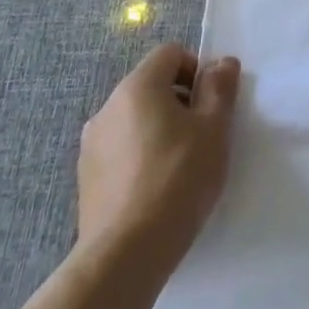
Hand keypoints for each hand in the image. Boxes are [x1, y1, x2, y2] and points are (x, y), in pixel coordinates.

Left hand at [77, 43, 240, 267]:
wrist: (125, 255)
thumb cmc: (178, 179)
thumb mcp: (214, 128)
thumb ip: (220, 87)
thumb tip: (221, 63)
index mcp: (137, 87)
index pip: (170, 54)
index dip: (196, 70)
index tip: (211, 105)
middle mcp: (108, 107)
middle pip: (152, 85)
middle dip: (180, 101)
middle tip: (202, 136)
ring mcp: (91, 144)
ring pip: (136, 118)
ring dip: (160, 129)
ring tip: (180, 166)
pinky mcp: (86, 178)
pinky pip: (121, 149)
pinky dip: (140, 155)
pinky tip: (156, 188)